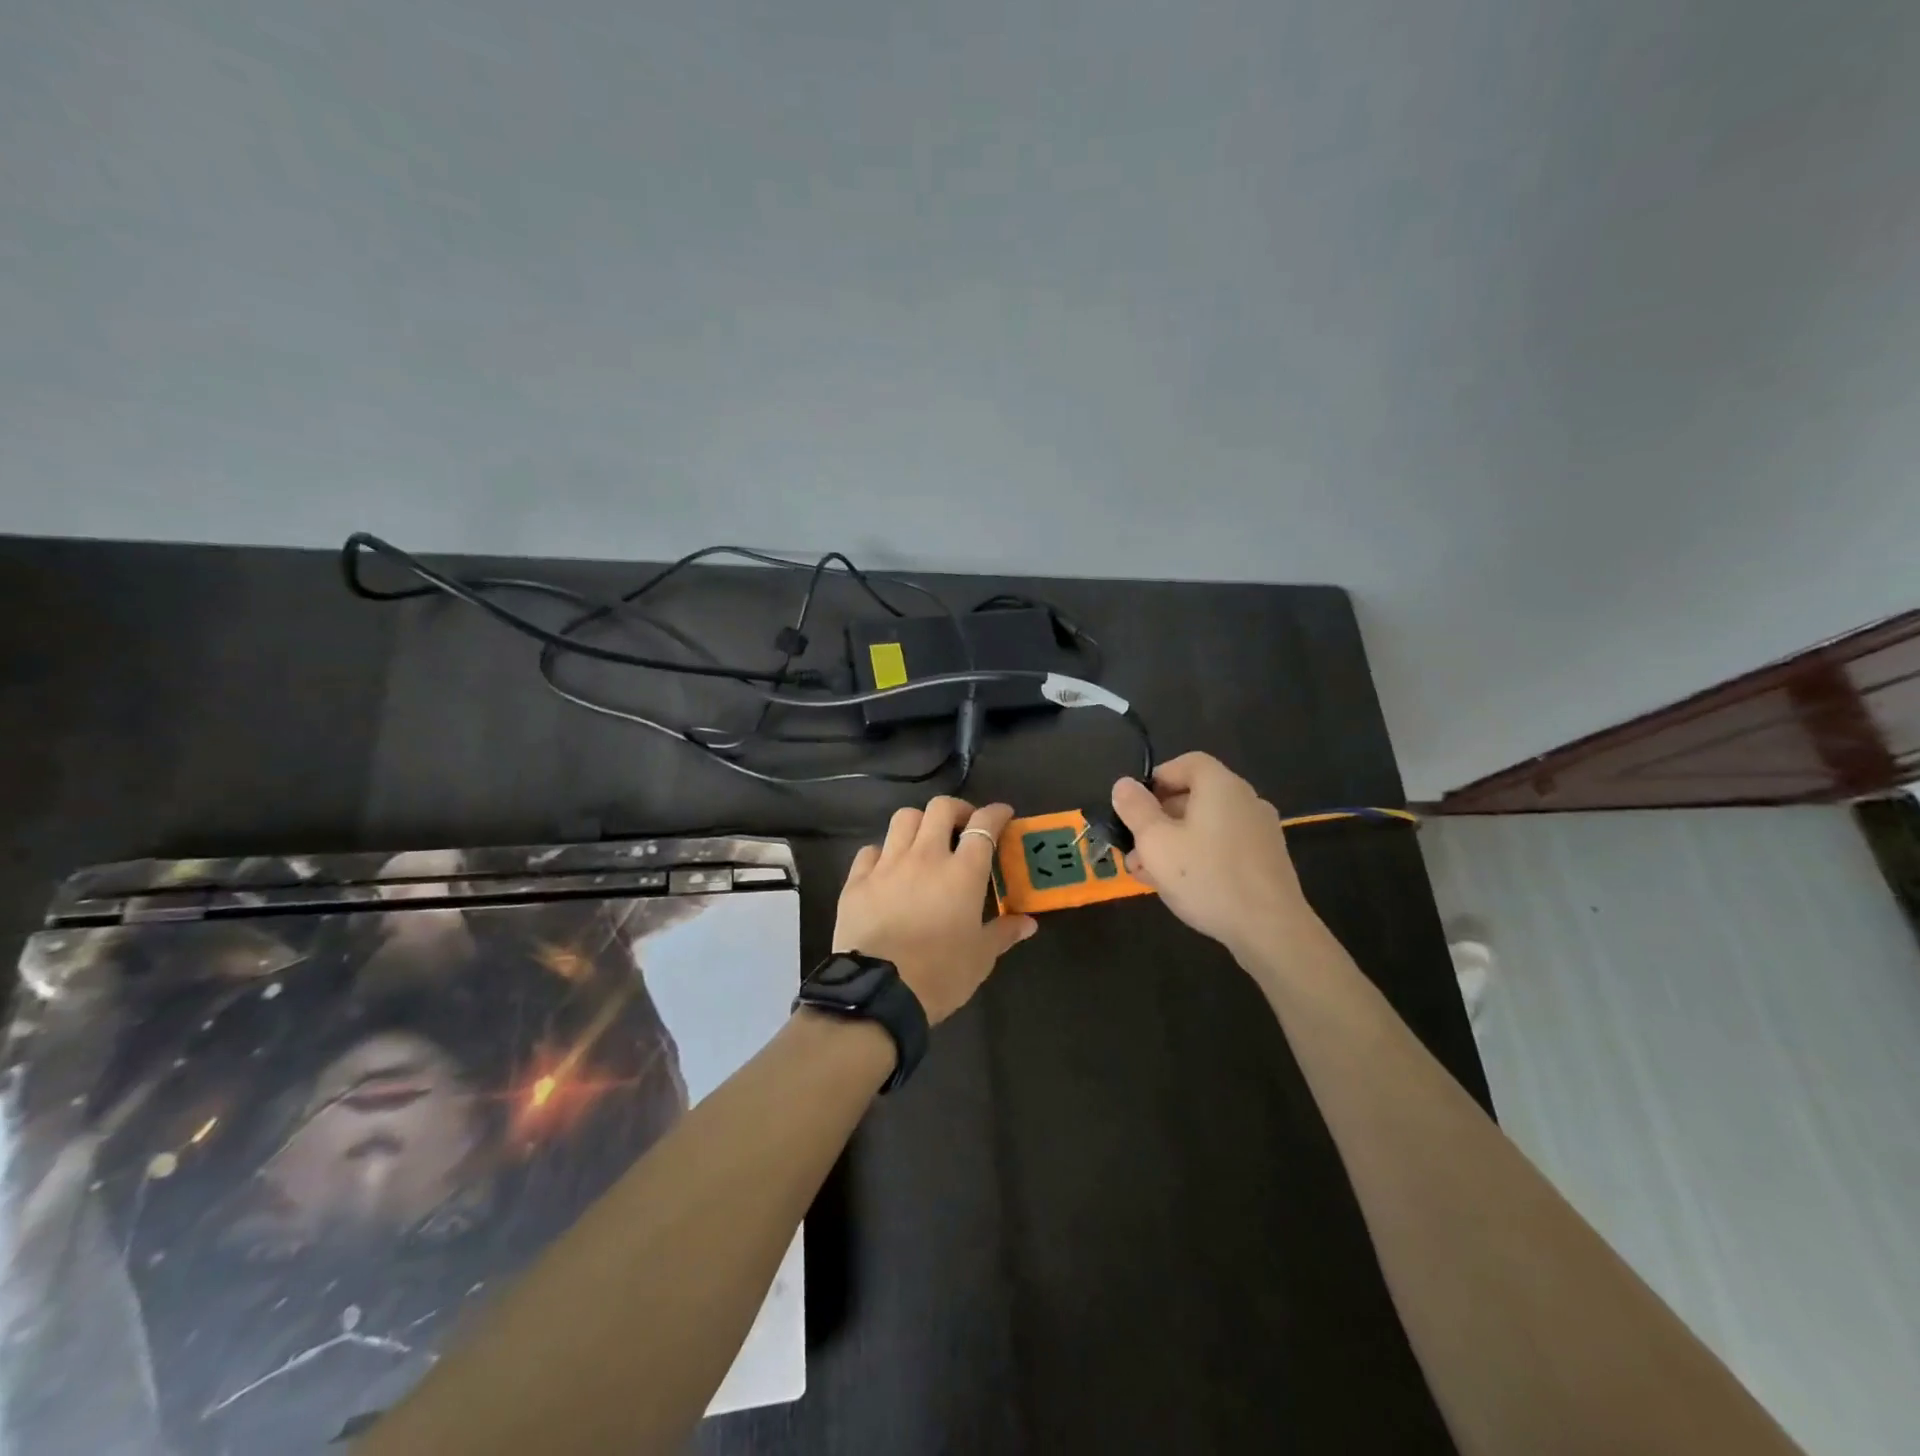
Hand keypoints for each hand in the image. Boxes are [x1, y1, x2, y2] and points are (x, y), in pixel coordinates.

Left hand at [833, 797, 1037, 1024]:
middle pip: (941, 808)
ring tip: (926, 841)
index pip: (984, 825)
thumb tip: (1028, 923)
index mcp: (962, 872)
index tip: (1003, 814)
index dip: (996, 813)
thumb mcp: (981, 958)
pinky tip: (888, 868)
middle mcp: (925, 857)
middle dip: (957, 809)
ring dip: (920, 823)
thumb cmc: (940, 975)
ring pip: (903, 818)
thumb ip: (1004, 933)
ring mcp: (888, 865)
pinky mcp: (857, 880)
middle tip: (964, 826)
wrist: (879, 993)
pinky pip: (870, 850)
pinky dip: (883, 852)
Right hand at [1110, 753, 1318, 962]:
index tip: (1135, 806)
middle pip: (1195, 796)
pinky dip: (1199, 857)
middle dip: (1158, 820)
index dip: (1157, 779)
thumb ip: (1136, 809)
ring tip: (1147, 875)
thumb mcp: (1156, 842)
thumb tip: (1124, 784)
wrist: (1271, 930)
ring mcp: (1260, 831)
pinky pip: (1224, 847)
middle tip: (1133, 849)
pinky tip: (1180, 887)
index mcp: (1221, 786)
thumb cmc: (1207, 877)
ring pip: (1206, 826)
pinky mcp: (1267, 860)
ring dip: (1173, 843)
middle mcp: (1246, 800)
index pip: (1187, 763)